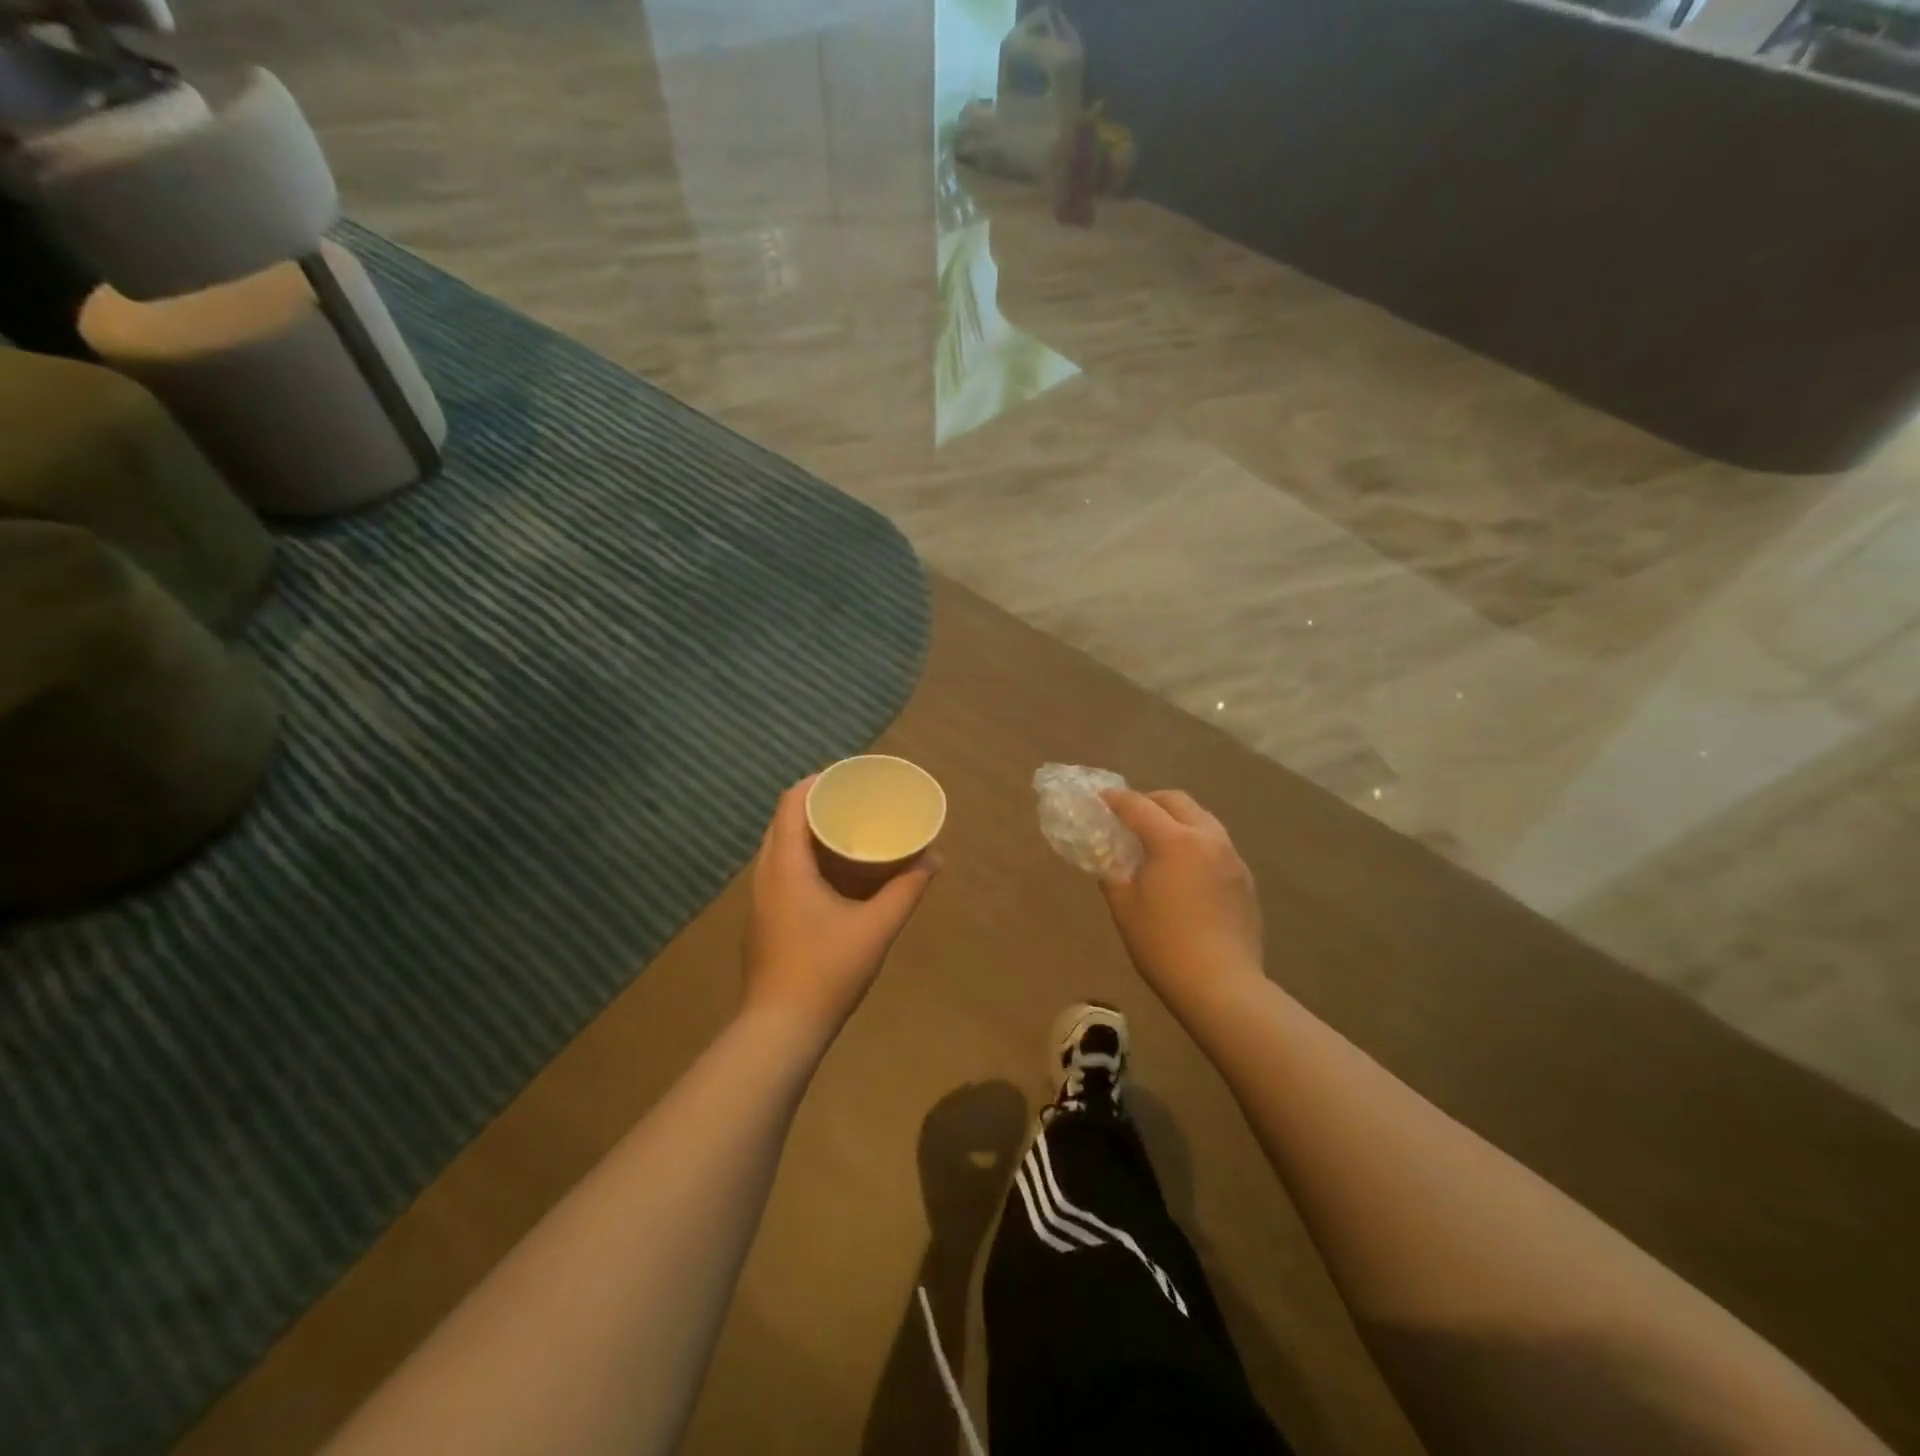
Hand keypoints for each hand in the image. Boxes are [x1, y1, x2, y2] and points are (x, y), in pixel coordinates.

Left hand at [742, 775, 937, 1035]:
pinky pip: (781, 869)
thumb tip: (934, 859)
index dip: (818, 781)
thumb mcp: (876, 928)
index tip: (850, 777)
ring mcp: (761, 898)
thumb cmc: (826, 971)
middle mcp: (766, 873)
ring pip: (781, 846)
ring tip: (849, 831)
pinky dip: (805, 857)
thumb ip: (907, 890)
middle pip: (785, 820)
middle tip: (856, 802)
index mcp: (786, 865)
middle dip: (818, 804)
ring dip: (811, 832)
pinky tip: (834, 874)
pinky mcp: (764, 918)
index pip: (792, 801)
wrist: (780, 1028)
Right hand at [1100, 789, 1262, 1009]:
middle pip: (1177, 802)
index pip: (1139, 806)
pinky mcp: (1245, 880)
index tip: (1099, 799)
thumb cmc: (1163, 945)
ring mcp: (1232, 858)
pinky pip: (1217, 845)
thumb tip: (1110, 858)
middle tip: (1129, 817)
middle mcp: (1208, 839)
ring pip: (1202, 820)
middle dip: (1150, 801)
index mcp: (1174, 841)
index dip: (1115, 800)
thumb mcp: (1124, 907)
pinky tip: (1185, 870)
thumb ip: (1112, 872)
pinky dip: (1196, 843)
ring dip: (1177, 819)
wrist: (1222, 986)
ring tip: (1158, 841)